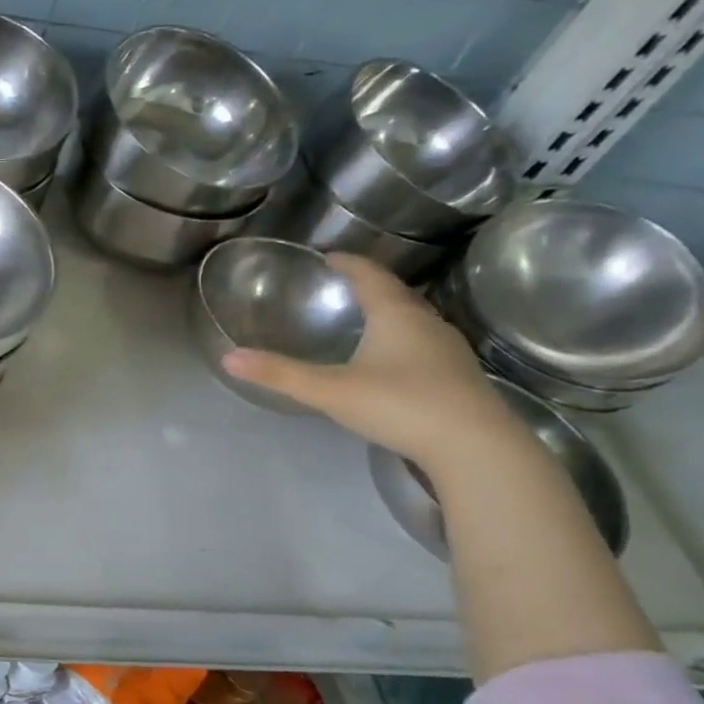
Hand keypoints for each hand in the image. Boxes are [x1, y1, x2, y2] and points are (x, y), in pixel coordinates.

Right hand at [220, 254, 518, 467]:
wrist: (476, 447)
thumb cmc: (400, 405)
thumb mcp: (330, 390)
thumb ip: (280, 374)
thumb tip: (228, 358)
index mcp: (395, 314)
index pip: (370, 275)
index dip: (348, 263)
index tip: (329, 256)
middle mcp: (426, 323)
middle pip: (396, 294)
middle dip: (370, 286)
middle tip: (345, 285)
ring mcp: (448, 350)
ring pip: (415, 320)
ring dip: (391, 314)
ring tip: (367, 319)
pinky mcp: (460, 377)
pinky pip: (426, 345)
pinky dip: (405, 341)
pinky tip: (395, 361)